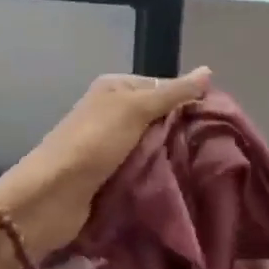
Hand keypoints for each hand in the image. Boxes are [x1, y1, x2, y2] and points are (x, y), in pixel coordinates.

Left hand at [0, 67, 212, 259]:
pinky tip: (184, 184)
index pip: (163, 88)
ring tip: (207, 168)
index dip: (189, 100)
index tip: (218, 120)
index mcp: (115, 89)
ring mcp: (111, 147)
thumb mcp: (135, 109)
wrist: (51, 197)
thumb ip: (172, 93)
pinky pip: (143, 171)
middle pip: (159, 119)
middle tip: (218, 147)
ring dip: (173, 158)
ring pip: (153, 147)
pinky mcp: (111, 178)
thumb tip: (208, 70)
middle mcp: (112, 114)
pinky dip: (159, 177)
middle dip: (183, 132)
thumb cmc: (93, 143)